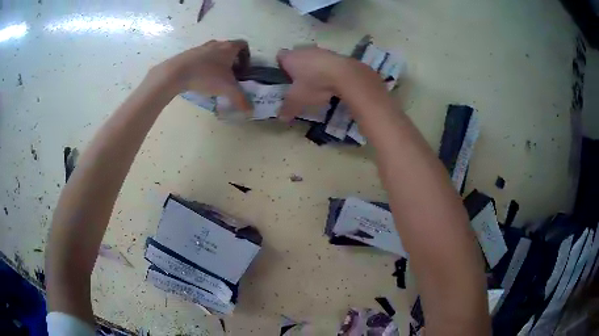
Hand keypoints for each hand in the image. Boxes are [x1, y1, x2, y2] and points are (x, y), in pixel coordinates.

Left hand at [152, 39, 251, 110]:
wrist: (177, 72)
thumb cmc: (206, 76)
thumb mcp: (227, 89)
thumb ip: (240, 99)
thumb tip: (250, 111)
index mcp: (229, 47)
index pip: (244, 45)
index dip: (246, 57)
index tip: (243, 70)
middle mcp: (217, 44)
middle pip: (229, 48)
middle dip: (232, 61)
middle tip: (230, 76)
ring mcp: (202, 47)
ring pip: (215, 53)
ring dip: (218, 63)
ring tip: (215, 78)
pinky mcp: (189, 53)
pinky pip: (202, 57)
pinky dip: (205, 65)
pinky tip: (200, 78)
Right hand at [276, 46, 382, 120]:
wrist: (345, 74)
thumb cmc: (314, 84)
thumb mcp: (297, 99)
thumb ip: (288, 108)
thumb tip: (281, 118)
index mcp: (290, 58)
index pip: (280, 57)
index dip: (281, 66)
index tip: (285, 78)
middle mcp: (304, 50)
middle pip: (297, 56)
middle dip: (298, 68)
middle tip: (300, 83)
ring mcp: (321, 51)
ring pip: (313, 58)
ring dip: (314, 68)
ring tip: (317, 83)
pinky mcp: (337, 55)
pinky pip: (328, 62)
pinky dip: (328, 70)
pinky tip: (331, 82)